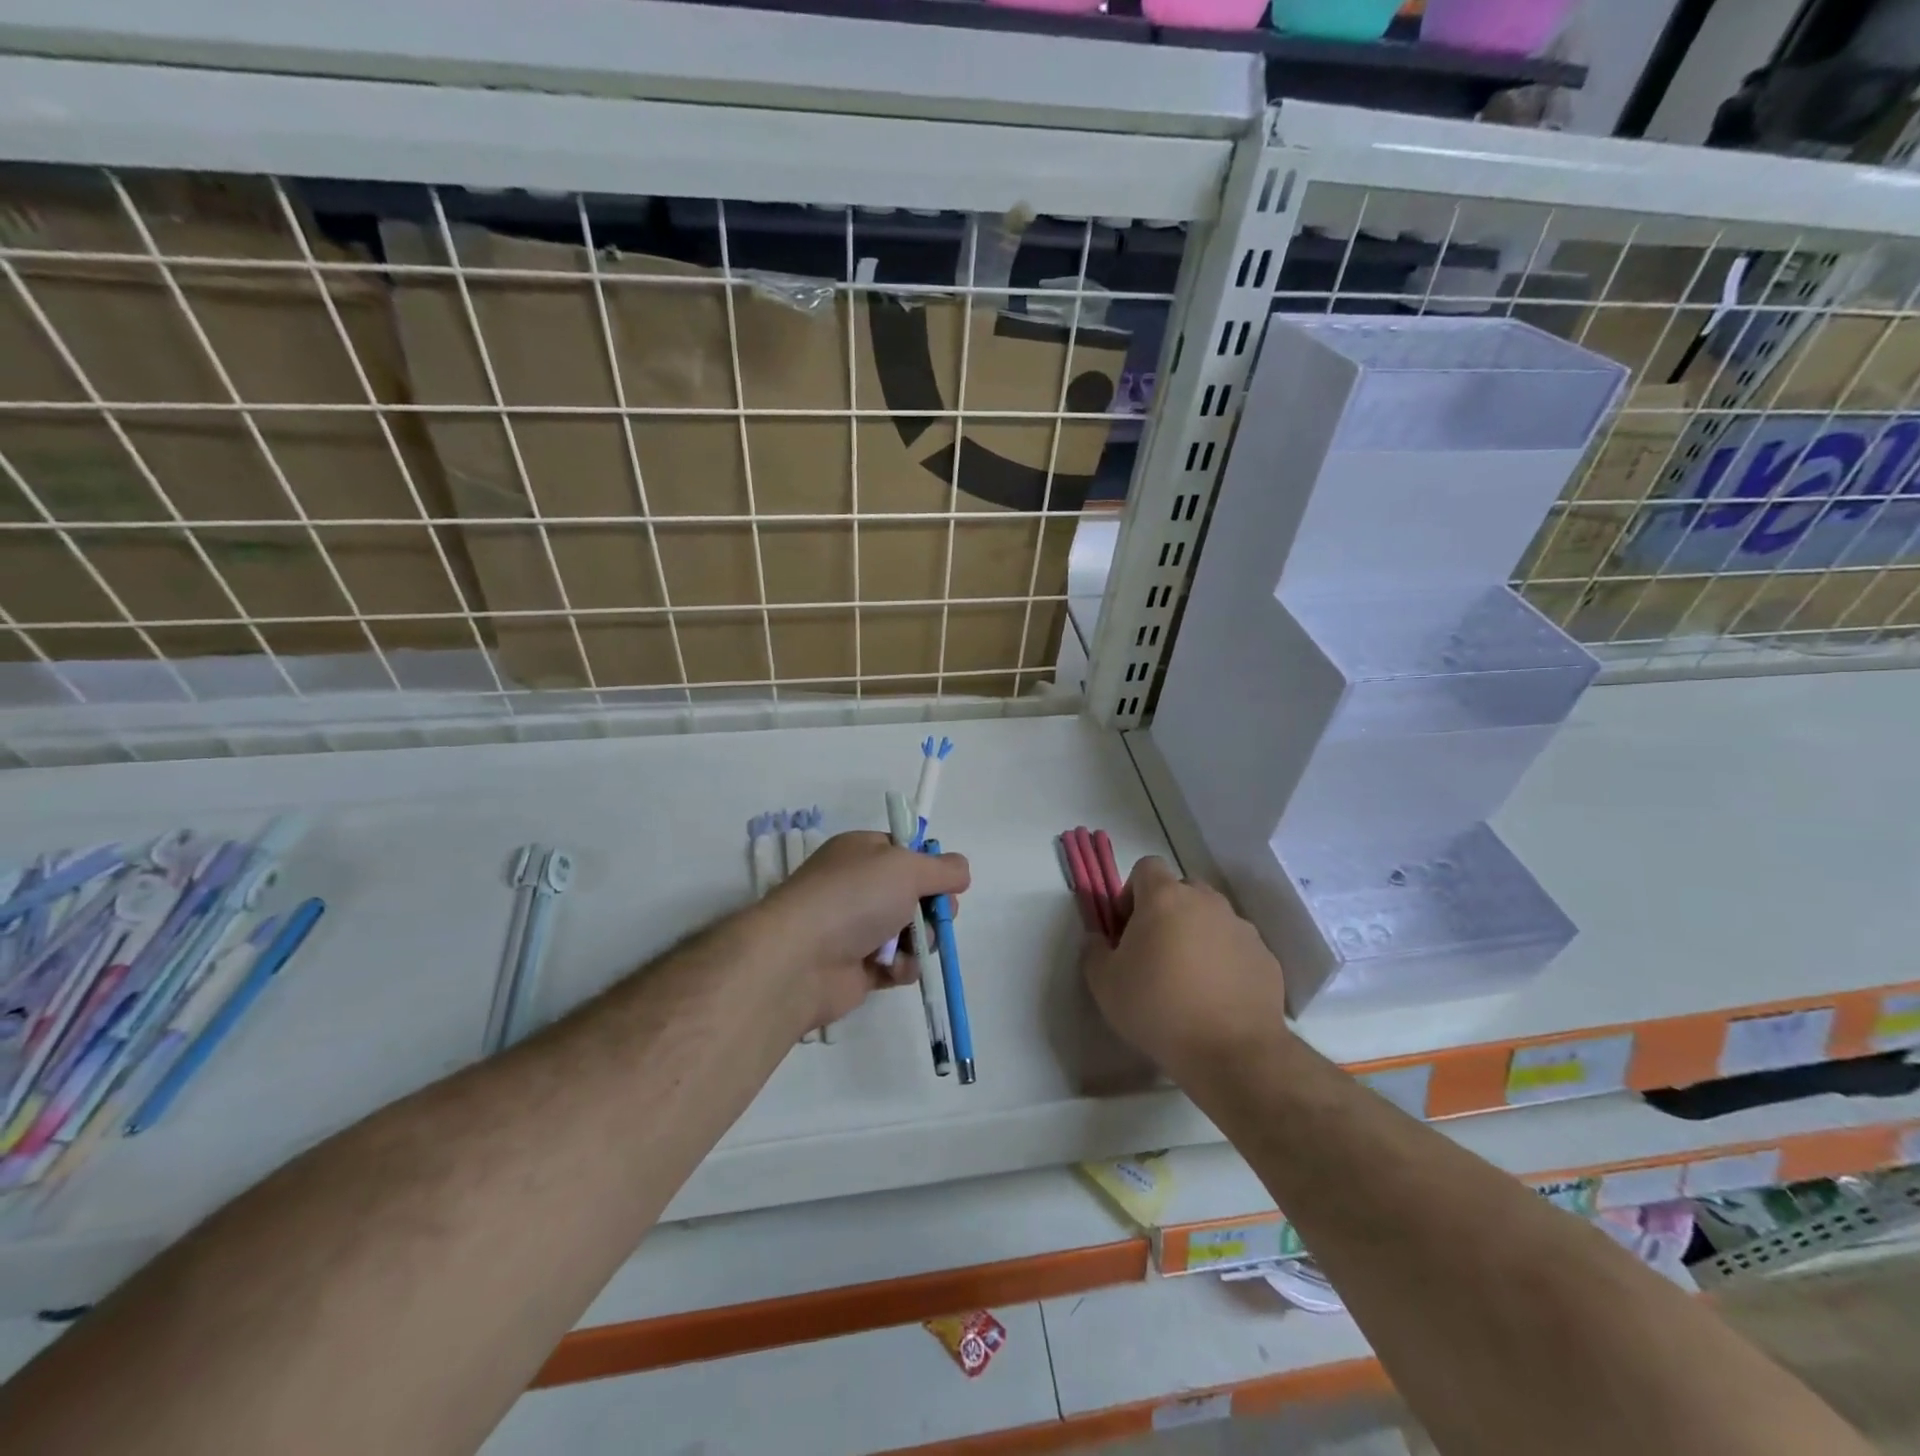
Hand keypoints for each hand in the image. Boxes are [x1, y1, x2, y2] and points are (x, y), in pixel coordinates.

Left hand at [756, 831, 970, 1030]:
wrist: (800, 959)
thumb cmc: (854, 898)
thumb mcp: (907, 867)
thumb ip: (943, 868)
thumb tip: (960, 872)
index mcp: (862, 852)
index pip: (905, 852)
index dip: (929, 867)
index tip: (946, 881)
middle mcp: (858, 887)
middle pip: (914, 894)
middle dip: (933, 908)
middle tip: (937, 916)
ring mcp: (856, 928)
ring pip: (910, 932)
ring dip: (920, 941)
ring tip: (913, 947)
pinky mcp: (857, 967)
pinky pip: (896, 964)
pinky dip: (902, 967)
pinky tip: (895, 969)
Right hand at [1080, 857, 1287, 1080]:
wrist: (1232, 1052)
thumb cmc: (1158, 1009)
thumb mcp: (1104, 984)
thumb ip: (1094, 951)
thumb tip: (1098, 939)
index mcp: (1165, 898)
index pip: (1146, 867)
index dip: (1132, 892)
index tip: (1127, 927)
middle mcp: (1206, 902)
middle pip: (1182, 890)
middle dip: (1166, 911)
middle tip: (1155, 951)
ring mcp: (1241, 928)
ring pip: (1211, 918)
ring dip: (1197, 935)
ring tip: (1188, 978)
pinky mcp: (1265, 957)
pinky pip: (1236, 946)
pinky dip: (1224, 960)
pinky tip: (1216, 996)